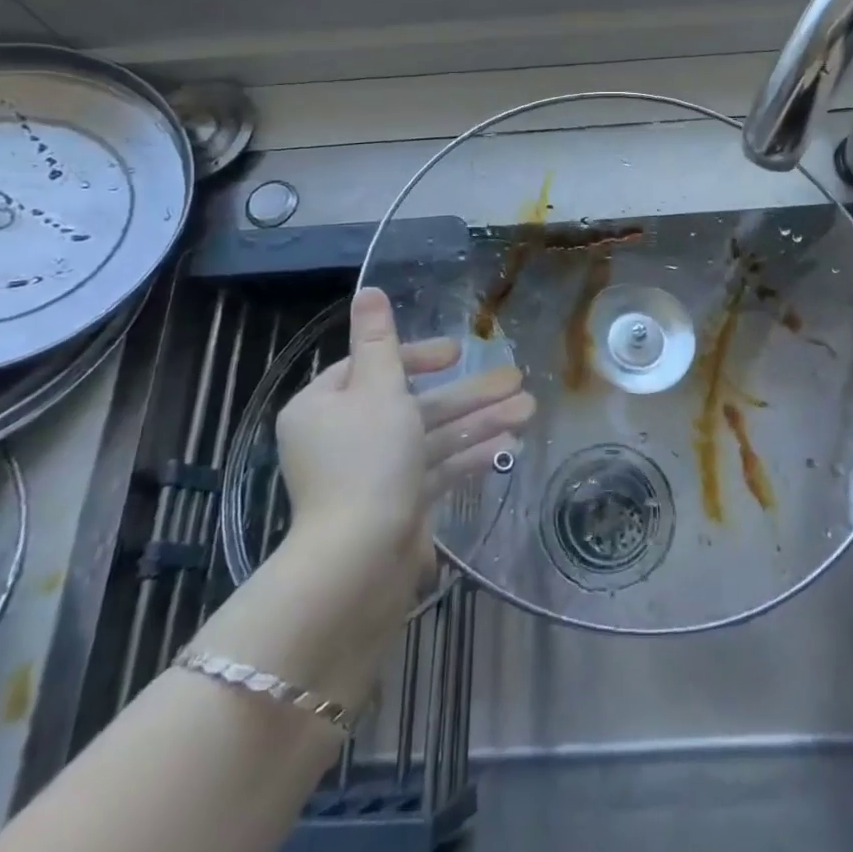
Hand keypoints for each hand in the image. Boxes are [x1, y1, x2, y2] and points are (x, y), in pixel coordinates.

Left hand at [276, 288, 534, 554]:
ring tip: (529, 407)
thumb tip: (367, 289)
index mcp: (323, 408)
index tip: (456, 353)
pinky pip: (435, 470)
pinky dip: (468, 456)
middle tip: (515, 377)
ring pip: (431, 437)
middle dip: (466, 393)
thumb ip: (379, 339)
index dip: (417, 357)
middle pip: (412, 404)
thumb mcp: (378, 388)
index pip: (369, 368)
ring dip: (479, 421)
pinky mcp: (397, 505)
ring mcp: (372, 476)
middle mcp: (344, 439)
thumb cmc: (367, 461)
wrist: (360, 562)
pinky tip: (510, 444)